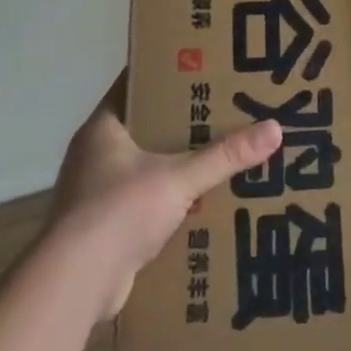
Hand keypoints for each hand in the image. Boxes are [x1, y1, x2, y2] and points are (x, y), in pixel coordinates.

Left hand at [44, 72, 280, 318]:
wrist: (76, 283)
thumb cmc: (119, 212)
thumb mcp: (180, 178)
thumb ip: (226, 155)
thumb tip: (275, 128)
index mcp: (103, 129)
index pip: (137, 86)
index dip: (170, 74)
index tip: (207, 67)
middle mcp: (96, 155)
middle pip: (147, 127)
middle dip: (186, 123)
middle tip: (229, 110)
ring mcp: (98, 192)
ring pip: (149, 166)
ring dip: (181, 164)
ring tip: (226, 154)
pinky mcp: (107, 226)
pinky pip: (148, 200)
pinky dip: (174, 200)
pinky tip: (207, 201)